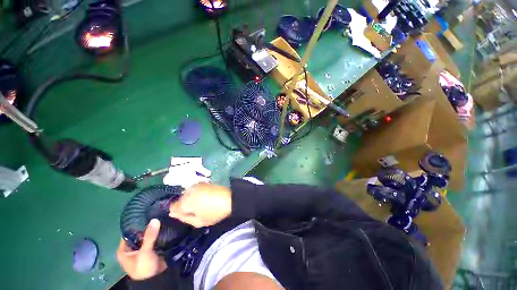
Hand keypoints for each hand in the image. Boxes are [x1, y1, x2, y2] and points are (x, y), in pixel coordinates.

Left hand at [117, 219, 166, 279]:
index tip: (146, 212)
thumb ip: (149, 236)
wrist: (156, 279)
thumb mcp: (145, 252)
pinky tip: (163, 225)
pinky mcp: (151, 249)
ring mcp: (141, 249)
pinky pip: (153, 238)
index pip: (128, 232)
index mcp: (124, 249)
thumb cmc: (143, 267)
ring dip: (152, 229)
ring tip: (161, 216)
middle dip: (146, 225)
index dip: (136, 223)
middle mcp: (131, 248)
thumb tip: (155, 219)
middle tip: (156, 213)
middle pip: (138, 233)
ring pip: (146, 235)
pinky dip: (157, 233)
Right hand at [169, 182, 231, 227]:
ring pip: (187, 194)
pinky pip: (194, 189)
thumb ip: (183, 217)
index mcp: (186, 201)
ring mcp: (196, 185)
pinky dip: (196, 194)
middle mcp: (189, 191)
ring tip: (201, 204)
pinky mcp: (203, 182)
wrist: (229, 199)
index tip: (186, 215)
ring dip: (190, 199)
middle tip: (195, 211)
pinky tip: (204, 198)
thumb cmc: (214, 213)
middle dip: (184, 205)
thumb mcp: (198, 221)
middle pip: (180, 199)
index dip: (177, 212)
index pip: (173, 206)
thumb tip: (172, 213)